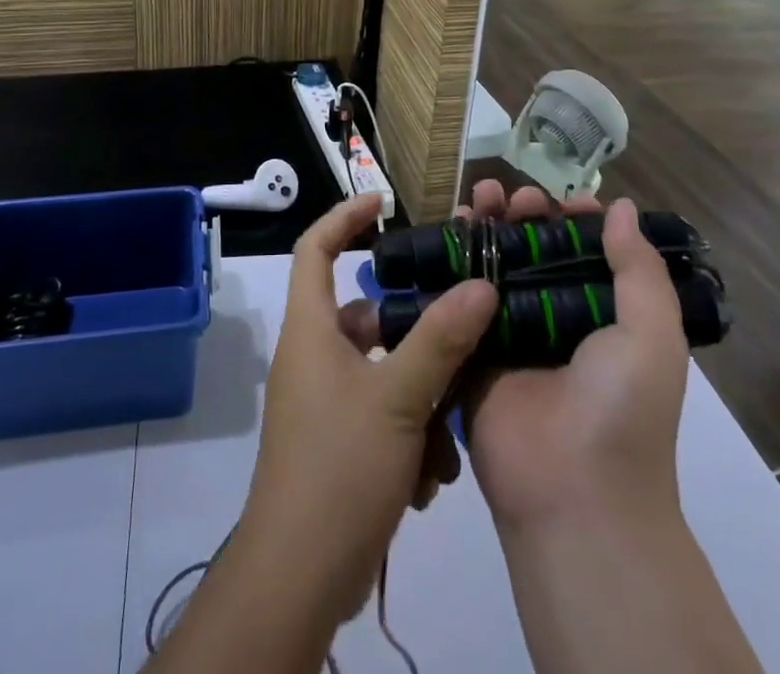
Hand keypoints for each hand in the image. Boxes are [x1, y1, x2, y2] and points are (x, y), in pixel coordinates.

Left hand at [237, 194, 495, 623]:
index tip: (383, 203)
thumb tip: (481, 284)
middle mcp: (314, 356)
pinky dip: (409, 436)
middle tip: (460, 333)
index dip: (345, 217)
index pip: (316, 248)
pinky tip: (430, 478)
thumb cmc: (339, 467)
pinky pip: (381, 415)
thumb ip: (441, 339)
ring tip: (448, 430)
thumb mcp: (397, 398)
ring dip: (421, 398)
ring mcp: (324, 402)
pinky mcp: (338, 442)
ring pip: (384, 372)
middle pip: (367, 316)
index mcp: (311, 329)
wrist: (299, 577)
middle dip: (414, 331)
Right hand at [460, 183, 689, 533]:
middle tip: (511, 197)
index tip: (562, 199)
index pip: (585, 253)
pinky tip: (447, 230)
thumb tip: (618, 206)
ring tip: (477, 200)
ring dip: (485, 228)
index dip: (572, 220)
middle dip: (522, 216)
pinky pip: (457, 298)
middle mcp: (554, 320)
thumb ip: (639, 270)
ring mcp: (509, 335)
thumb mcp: (653, 337)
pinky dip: (451, 262)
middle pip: (533, 252)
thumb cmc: (621, 410)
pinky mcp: (469, 351)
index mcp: (601, 317)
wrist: (573, 495)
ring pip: (493, 266)